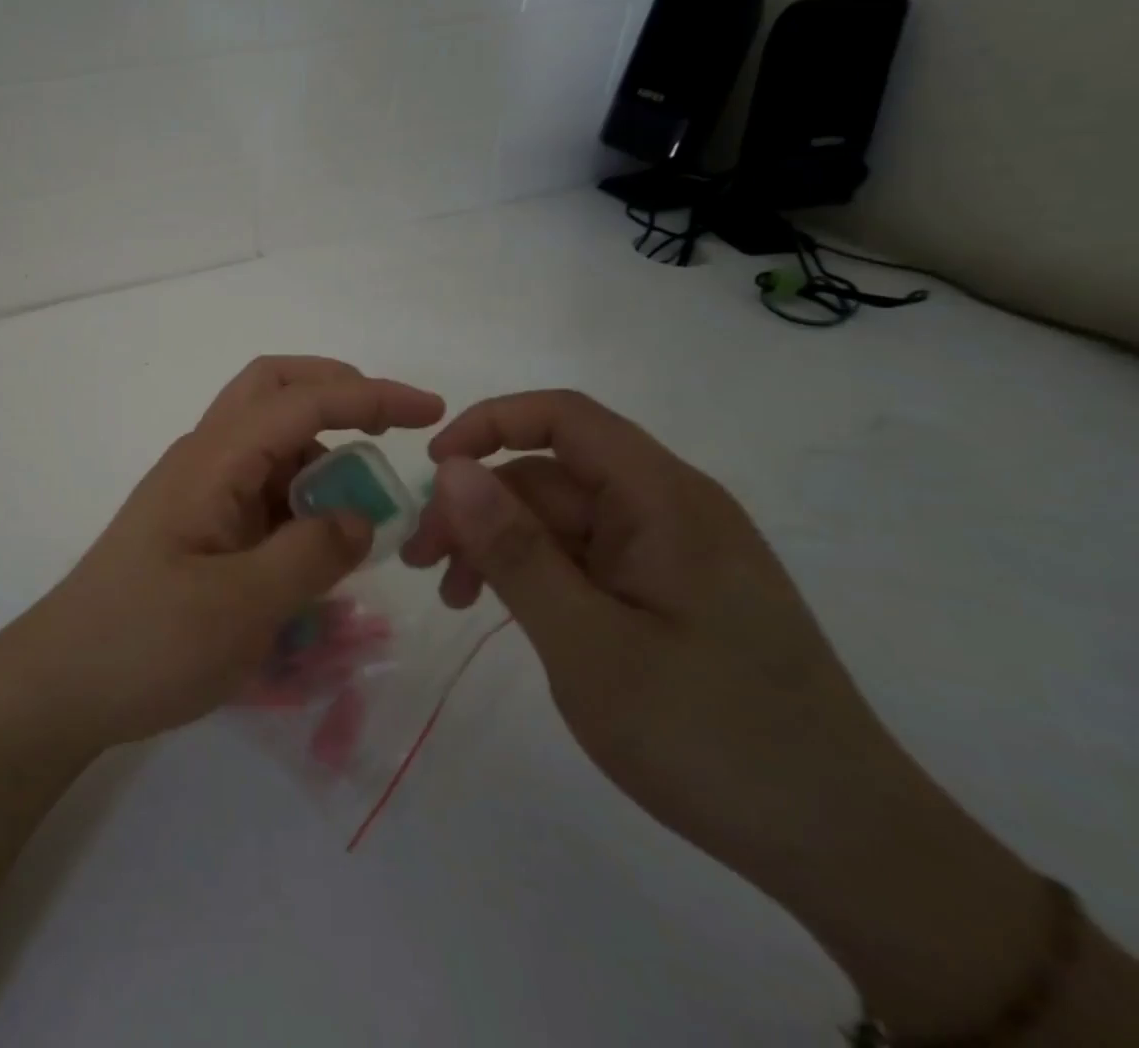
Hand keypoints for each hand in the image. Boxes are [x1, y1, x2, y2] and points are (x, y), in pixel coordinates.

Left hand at [13, 357, 443, 748]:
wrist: (62, 683)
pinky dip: (301, 499)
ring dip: (321, 455)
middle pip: (271, 390)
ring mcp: (198, 491)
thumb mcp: (242, 607)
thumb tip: (359, 517)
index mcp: (212, 461)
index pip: (299, 401)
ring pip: (270, 441)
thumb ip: (312, 554)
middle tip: (391, 429)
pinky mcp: (199, 526)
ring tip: (364, 514)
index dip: (368, 396)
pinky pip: (260, 490)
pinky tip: (321, 548)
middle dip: (336, 393)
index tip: (429, 412)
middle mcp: (204, 459)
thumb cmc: (146, 642)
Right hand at [401, 390, 1055, 1038]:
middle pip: (551, 473)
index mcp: (664, 500)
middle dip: (477, 506)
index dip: (489, 424)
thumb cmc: (709, 738)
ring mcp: (671, 552)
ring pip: (560, 518)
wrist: (847, 849)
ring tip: (452, 595)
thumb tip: (452, 468)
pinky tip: (500, 610)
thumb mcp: (587, 644)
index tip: (431, 470)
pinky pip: (584, 557)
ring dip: (498, 544)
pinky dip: (534, 573)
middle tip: (419, 561)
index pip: (564, 417)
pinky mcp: (669, 591)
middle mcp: (670, 508)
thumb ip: (515, 550)